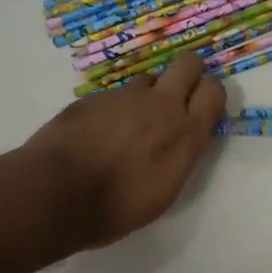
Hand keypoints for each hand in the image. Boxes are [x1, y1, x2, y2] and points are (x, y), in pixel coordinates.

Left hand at [22, 50, 225, 248]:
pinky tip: (97, 134)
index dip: (209, 95)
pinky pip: (114, 95)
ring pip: (148, 79)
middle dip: (188, 74)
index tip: (201, 110)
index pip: (214, 90)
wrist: (57, 194)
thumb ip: (179, 156)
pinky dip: (112, 110)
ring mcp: (125, 97)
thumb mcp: (164, 192)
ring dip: (146, 96)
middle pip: (188, 63)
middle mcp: (161, 106)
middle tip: (177, 98)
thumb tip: (178, 140)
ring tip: (129, 126)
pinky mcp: (94, 97)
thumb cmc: (117, 208)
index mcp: (185, 134)